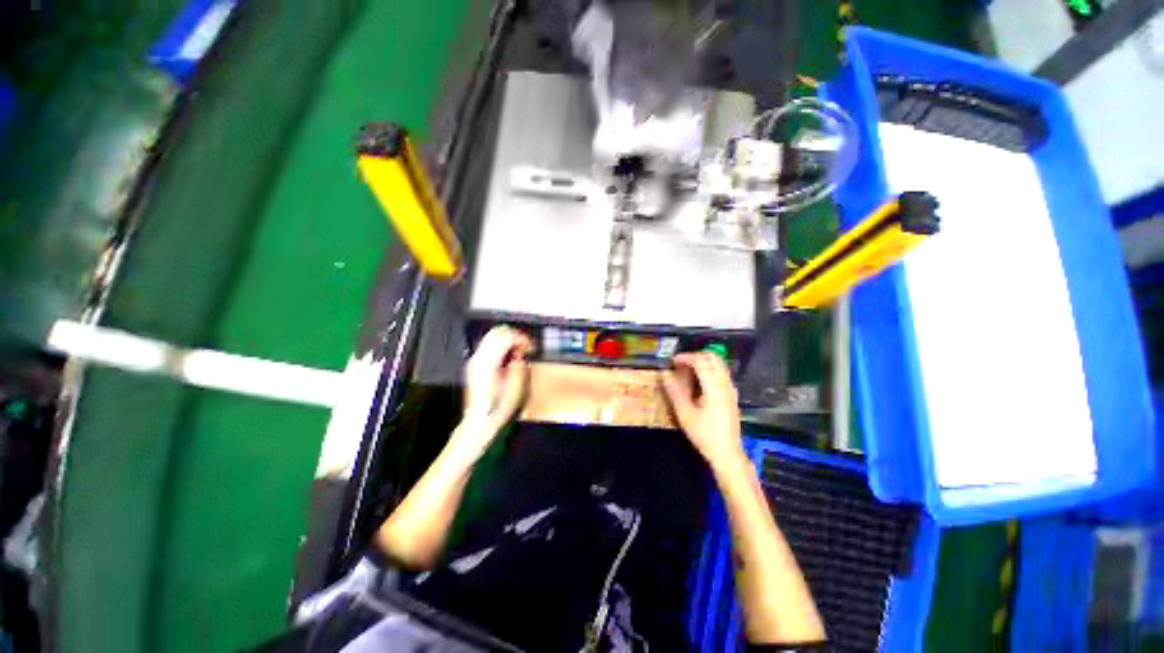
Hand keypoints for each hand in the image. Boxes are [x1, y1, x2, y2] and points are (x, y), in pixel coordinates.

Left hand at [463, 326, 532, 435]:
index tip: (529, 345)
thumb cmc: (499, 407)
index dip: (521, 338)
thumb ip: (519, 364)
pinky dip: (499, 346)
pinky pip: (488, 346)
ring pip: (491, 337)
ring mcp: (475, 360)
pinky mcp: (474, 365)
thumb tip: (521, 353)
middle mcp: (479, 358)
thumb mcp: (516, 385)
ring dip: (506, 340)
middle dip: (513, 335)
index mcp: (490, 361)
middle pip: (497, 333)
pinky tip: (507, 357)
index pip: (506, 337)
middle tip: (524, 346)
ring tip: (517, 351)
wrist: (480, 420)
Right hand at [662, 352, 743, 468]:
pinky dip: (710, 370)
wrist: (727, 454)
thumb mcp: (684, 413)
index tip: (672, 361)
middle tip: (680, 364)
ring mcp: (731, 389)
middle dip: (695, 356)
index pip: (700, 361)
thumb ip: (674, 391)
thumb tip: (664, 374)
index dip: (685, 357)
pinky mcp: (732, 396)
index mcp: (714, 386)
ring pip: (719, 364)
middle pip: (713, 357)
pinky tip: (699, 382)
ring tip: (687, 371)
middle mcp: (725, 384)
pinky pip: (722, 373)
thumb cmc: (704, 434)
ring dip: (703, 362)